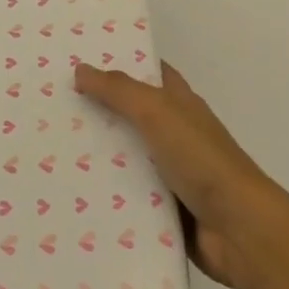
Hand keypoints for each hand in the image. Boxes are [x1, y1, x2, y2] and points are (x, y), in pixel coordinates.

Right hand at [73, 60, 281, 288]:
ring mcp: (170, 172)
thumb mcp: (158, 112)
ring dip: (97, 155)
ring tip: (49, 149)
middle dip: (97, 109)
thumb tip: (81, 69)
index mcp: (179, 102)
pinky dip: (107, 193)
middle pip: (131, 114)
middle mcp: (175, 132)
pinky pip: (128, 195)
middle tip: (52, 105)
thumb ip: (120, 90)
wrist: (238, 229)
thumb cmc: (200, 158)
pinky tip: (72, 193)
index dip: (118, 62)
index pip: (147, 72)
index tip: (79, 59)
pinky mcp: (163, 208)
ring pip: (126, 156)